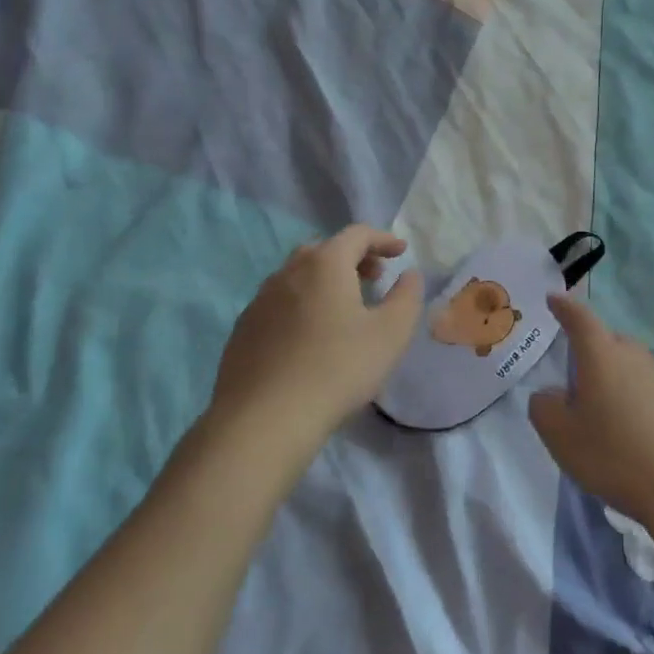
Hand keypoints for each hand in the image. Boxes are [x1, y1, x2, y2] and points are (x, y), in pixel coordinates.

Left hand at [208, 226, 423, 452]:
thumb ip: (407, 297)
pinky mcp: (244, 329)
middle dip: (353, 257)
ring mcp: (260, 300)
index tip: (401, 252)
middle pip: (324, 249)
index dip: (383, 239)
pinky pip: (279, 302)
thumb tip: (409, 275)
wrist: (264, 419)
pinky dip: (302, 303)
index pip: (356, 234)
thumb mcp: (390, 334)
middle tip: (374, 278)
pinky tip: (310, 335)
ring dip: (325, 280)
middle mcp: (288, 272)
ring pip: (298, 275)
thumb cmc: (338, 369)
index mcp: (325, 264)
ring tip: (344, 307)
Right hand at [528, 295, 653, 538]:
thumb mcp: (562, 439)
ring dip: (624, 382)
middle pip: (613, 343)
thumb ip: (545, 409)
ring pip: (639, 369)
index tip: (555, 299)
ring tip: (616, 419)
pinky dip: (649, 404)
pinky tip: (648, 437)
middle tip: (582, 380)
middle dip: (596, 351)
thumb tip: (549, 394)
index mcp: (602, 358)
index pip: (581, 320)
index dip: (565, 308)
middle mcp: (638, 359)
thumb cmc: (616, 458)